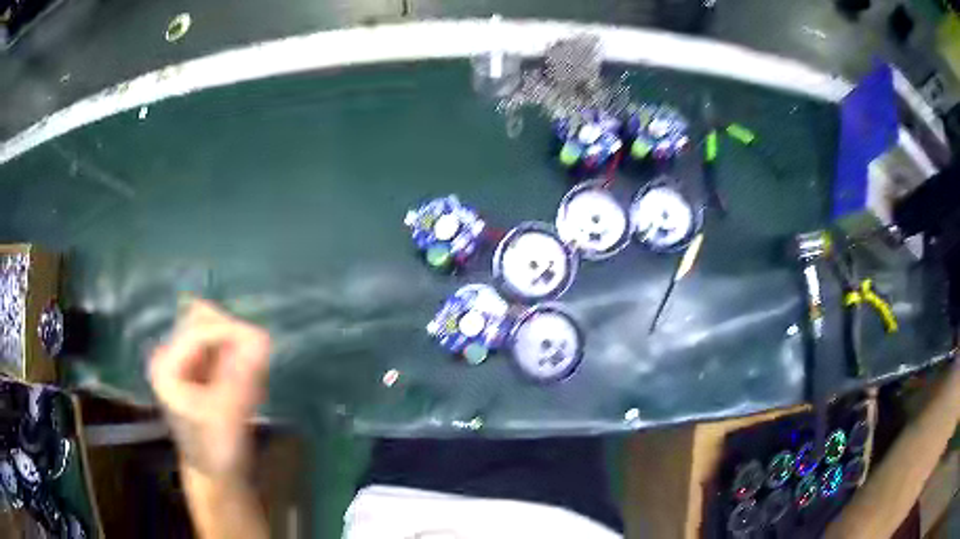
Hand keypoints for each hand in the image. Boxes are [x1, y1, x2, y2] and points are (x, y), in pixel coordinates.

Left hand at [149, 299, 269, 478]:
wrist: (215, 475)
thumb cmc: (215, 452)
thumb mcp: (226, 418)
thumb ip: (241, 378)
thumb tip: (262, 338)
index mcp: (167, 366)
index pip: (198, 329)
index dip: (230, 332)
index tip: (263, 345)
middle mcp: (171, 354)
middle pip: (204, 321)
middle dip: (233, 339)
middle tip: (255, 368)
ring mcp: (184, 359)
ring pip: (215, 331)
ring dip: (237, 348)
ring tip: (251, 382)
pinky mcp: (199, 366)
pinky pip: (222, 345)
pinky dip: (238, 357)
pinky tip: (247, 384)